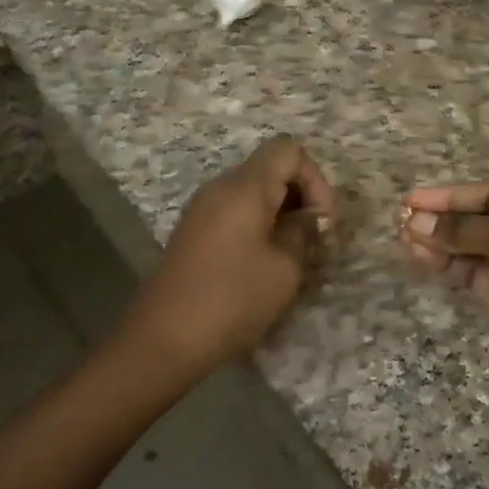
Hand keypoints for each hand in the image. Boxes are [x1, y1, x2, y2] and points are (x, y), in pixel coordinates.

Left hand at [125, 136, 335, 375]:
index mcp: (244, 187)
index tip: (322, 220)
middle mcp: (219, 187)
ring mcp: (201, 209)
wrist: (165, 338)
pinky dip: (257, 225)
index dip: (315, 178)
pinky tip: (263, 262)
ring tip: (291, 254)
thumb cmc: (233, 299)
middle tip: (312, 239)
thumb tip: (306, 218)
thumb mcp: (284, 268)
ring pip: (251, 192)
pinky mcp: (192, 232)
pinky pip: (233, 212)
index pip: (288, 150)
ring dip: (279, 213)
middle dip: (299, 195)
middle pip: (269, 168)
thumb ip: (302, 232)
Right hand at [402, 182, 488, 415]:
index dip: (456, 194)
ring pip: (475, 248)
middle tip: (404, 220)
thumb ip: (463, 228)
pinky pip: (472, 274)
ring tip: (405, 238)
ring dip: (441, 242)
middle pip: (485, 219)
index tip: (416, 200)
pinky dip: (448, 264)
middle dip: (445, 219)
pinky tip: (421, 257)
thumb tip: (416, 222)